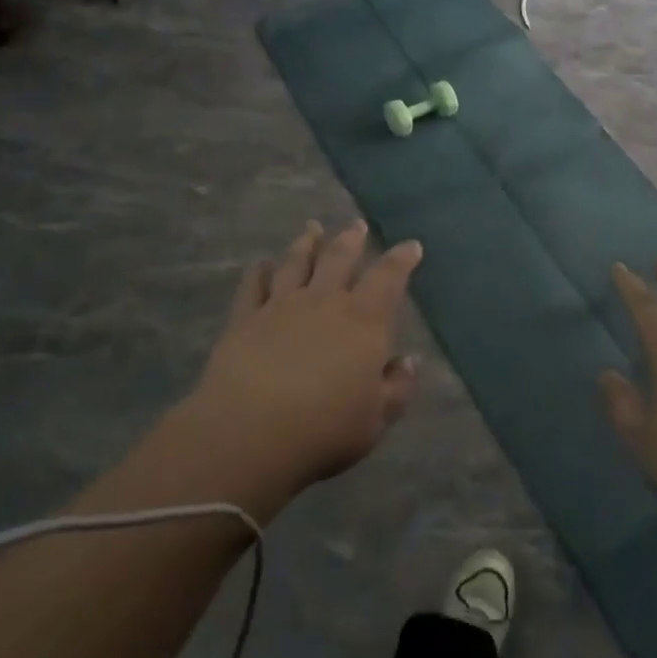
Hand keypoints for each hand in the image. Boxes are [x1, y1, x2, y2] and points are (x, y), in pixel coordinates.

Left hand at [184, 221, 421, 503]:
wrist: (251, 432)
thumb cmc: (325, 428)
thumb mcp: (376, 419)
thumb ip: (397, 387)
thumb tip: (409, 361)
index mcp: (363, 321)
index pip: (388, 278)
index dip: (401, 259)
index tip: (411, 246)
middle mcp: (324, 302)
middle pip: (339, 259)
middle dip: (351, 239)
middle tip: (356, 225)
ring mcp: (281, 306)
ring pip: (296, 263)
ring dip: (306, 243)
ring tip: (312, 228)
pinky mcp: (245, 319)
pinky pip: (253, 286)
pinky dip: (258, 272)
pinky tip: (260, 264)